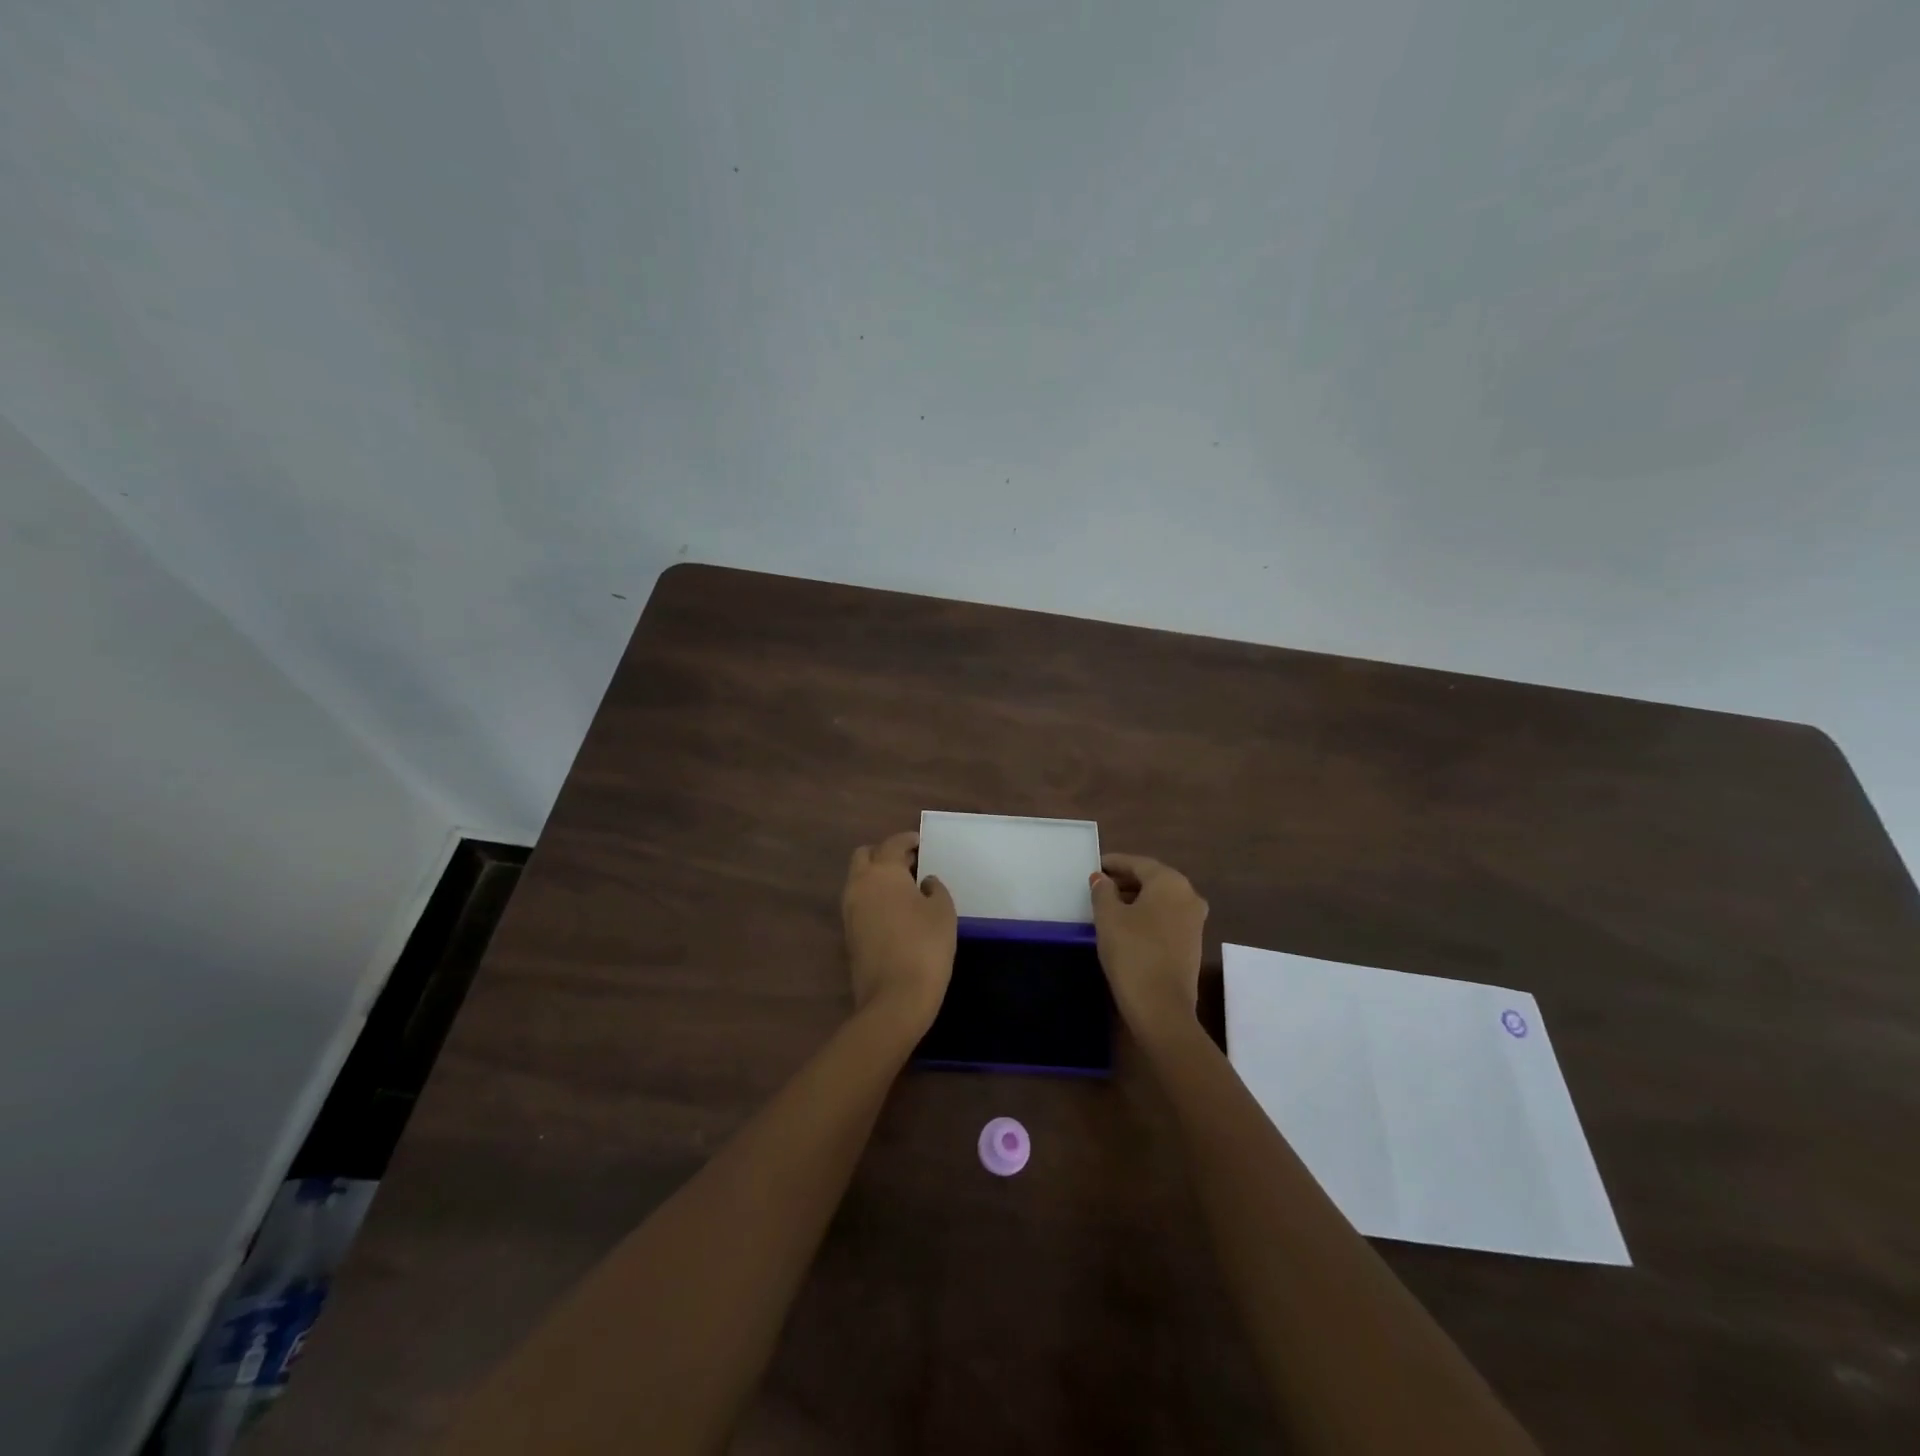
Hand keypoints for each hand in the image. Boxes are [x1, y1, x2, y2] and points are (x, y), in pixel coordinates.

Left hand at [841, 831, 955, 1032]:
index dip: (908, 840)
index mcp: (883, 871)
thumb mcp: (943, 911)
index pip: (893, 844)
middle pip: (865, 855)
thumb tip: (923, 882)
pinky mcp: (848, 933)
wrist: (894, 998)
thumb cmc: (925, 946)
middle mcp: (860, 884)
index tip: (921, 843)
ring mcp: (850, 910)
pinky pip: (859, 902)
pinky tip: (895, 910)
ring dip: (876, 876)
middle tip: (910, 863)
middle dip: (885, 854)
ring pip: (859, 879)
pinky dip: (873, 897)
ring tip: (905, 887)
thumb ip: (934, 889)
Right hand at [1090, 853, 1208, 1034]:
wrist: (1161, 1007)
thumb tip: (1101, 879)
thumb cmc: (1132, 952)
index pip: (1138, 863)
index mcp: (1170, 882)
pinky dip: (1147, 915)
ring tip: (1108, 905)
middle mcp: (1189, 895)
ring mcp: (1194, 921)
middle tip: (1099, 885)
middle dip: (1125, 880)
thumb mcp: (1108, 917)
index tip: (1094, 866)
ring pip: (1160, 899)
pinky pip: (1166, 918)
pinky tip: (1127, 925)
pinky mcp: (1192, 943)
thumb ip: (1103, 891)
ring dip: (1136, 898)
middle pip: (1152, 879)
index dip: (1114, 863)